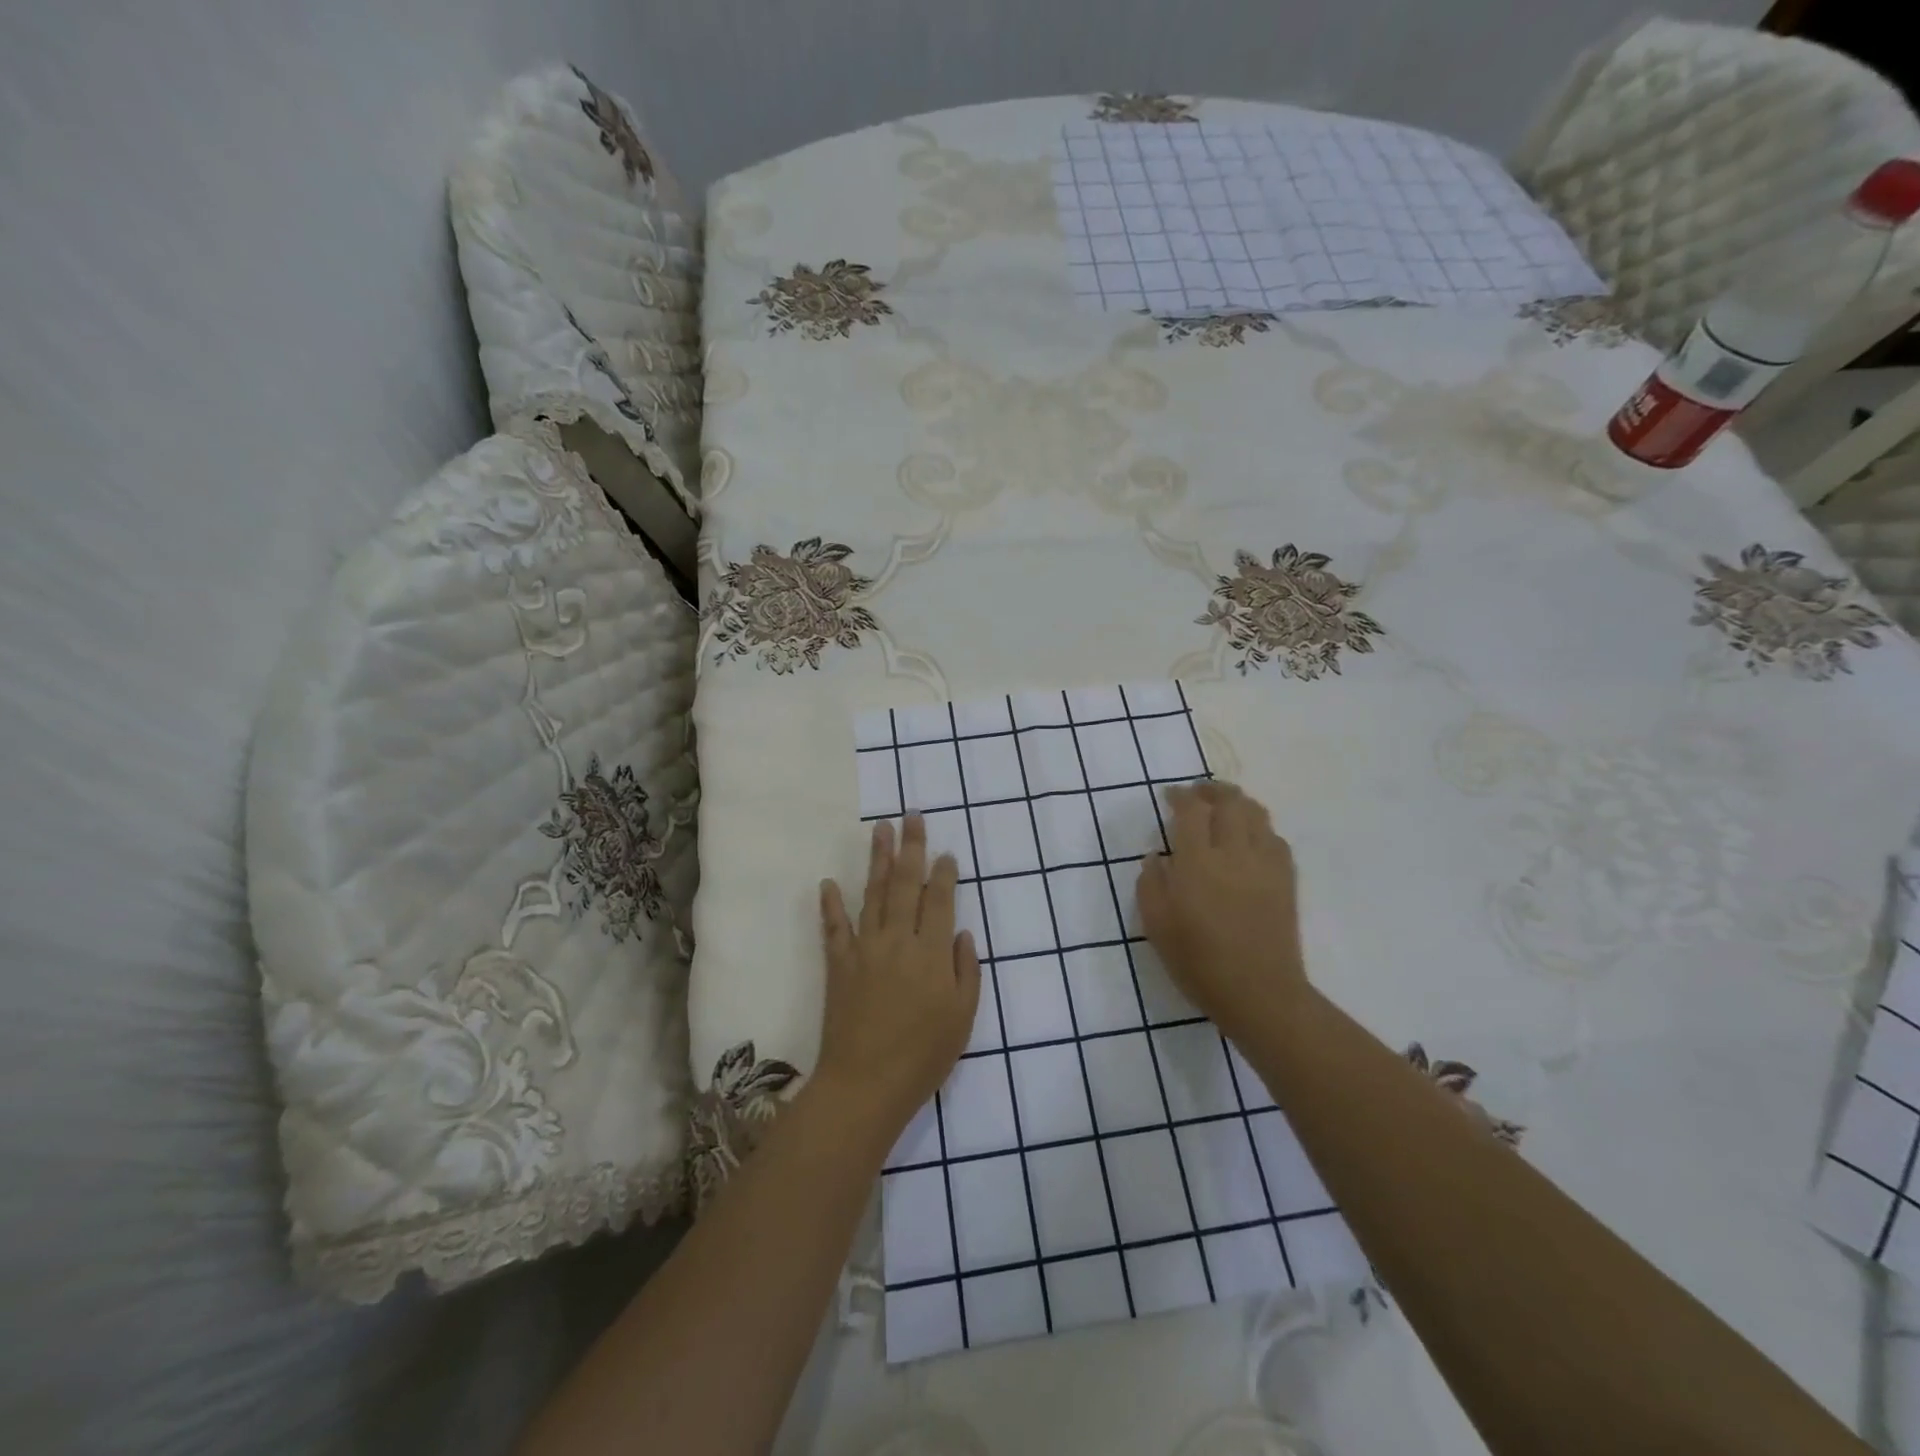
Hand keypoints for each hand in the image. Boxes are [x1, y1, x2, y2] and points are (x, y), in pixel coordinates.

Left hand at [814, 816, 981, 1144]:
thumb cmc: (923, 1055)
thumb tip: (960, 932)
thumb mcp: (962, 1017)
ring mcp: (865, 949)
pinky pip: (834, 927)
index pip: (939, 900)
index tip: (946, 852)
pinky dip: (830, 904)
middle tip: (912, 816)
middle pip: (906, 884)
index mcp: (931, 952)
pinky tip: (828, 883)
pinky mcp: (838, 964)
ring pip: (873, 894)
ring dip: (878, 860)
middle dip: (911, 847)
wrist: (865, 1084)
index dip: (944, 873)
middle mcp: (898, 940)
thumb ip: (965, 970)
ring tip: (880, 830)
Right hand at [1137, 783, 1309, 1043]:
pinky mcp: (1286, 879)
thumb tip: (1156, 856)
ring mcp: (1265, 864)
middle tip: (1197, 793)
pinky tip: (1249, 838)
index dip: (1180, 796)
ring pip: (1256, 813)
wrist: (1259, 993)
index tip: (1169, 796)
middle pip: (1229, 801)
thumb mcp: (1156, 925)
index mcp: (1197, 862)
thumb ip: (1150, 884)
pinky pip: (1275, 837)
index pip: (1191, 810)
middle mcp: (1234, 853)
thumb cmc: (1198, 962)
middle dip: (1211, 790)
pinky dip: (1259, 827)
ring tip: (1224, 807)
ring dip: (1237, 802)